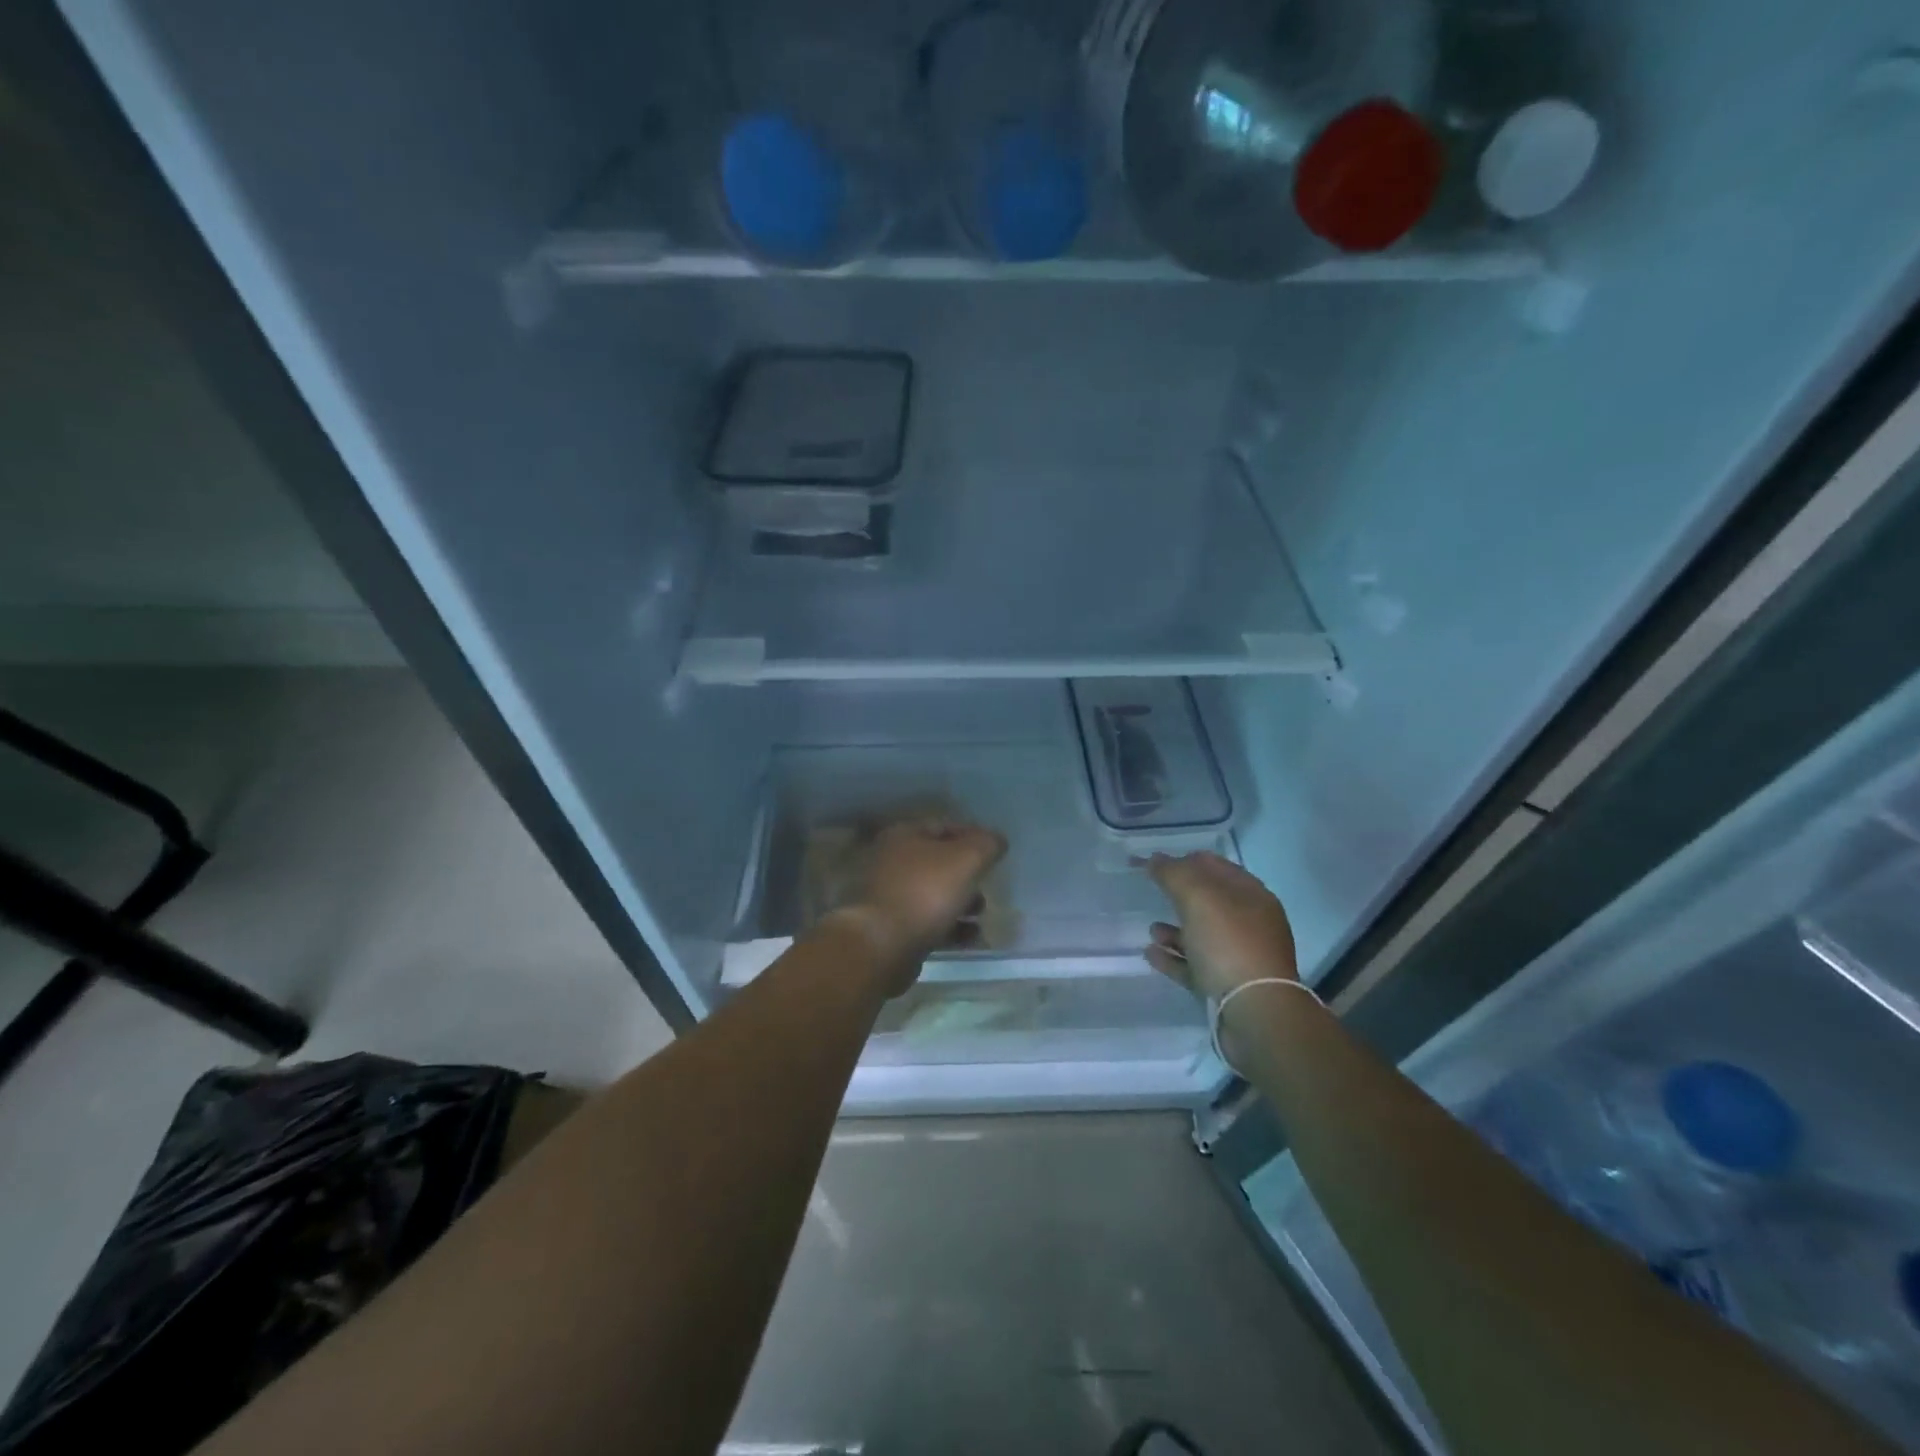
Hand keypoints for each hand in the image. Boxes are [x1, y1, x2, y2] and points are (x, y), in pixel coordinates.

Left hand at [834, 818, 1006, 993]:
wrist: (884, 945)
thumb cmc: (926, 892)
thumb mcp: (966, 859)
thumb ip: (986, 845)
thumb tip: (997, 840)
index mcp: (904, 836)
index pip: (944, 825)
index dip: (973, 836)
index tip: (995, 852)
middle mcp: (892, 861)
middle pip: (939, 862)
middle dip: (968, 874)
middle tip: (988, 885)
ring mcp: (890, 896)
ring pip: (935, 894)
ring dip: (962, 903)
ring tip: (980, 914)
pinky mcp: (893, 929)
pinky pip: (929, 923)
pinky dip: (952, 928)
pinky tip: (971, 937)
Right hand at [1142, 851, 1298, 1002]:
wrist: (1255, 1013)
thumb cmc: (1229, 944)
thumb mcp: (1198, 898)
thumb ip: (1173, 873)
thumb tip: (1154, 859)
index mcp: (1252, 896)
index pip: (1216, 866)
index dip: (1185, 860)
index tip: (1155, 862)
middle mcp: (1250, 924)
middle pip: (1210, 902)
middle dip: (1180, 895)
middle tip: (1152, 891)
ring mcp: (1240, 957)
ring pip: (1202, 936)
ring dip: (1175, 931)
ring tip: (1151, 930)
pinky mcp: (1227, 987)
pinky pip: (1195, 966)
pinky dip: (1173, 958)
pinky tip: (1151, 955)